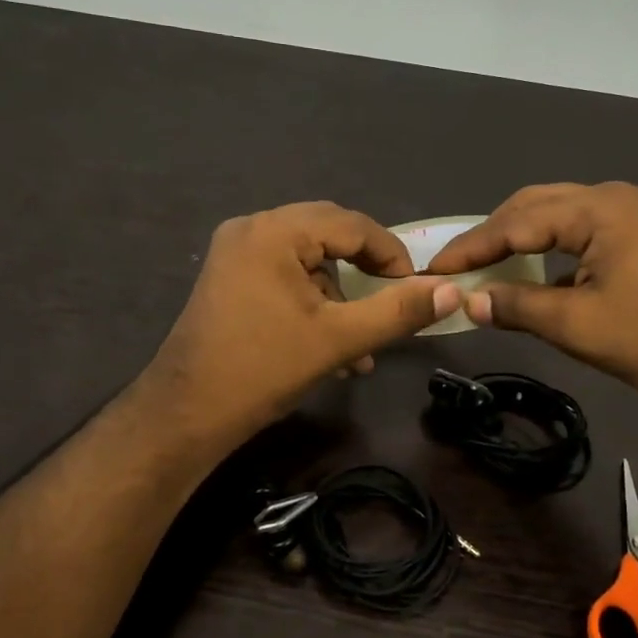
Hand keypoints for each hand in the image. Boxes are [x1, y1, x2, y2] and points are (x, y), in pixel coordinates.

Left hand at [145, 202, 461, 444]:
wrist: (187, 413)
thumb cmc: (263, 369)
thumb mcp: (339, 339)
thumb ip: (398, 311)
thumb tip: (450, 292)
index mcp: (274, 232)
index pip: (351, 224)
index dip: (391, 254)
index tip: (415, 289)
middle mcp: (251, 229)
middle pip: (327, 236)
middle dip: (364, 274)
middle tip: (392, 303)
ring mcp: (234, 254)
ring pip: (306, 261)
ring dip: (339, 298)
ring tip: (362, 346)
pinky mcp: (228, 280)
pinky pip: (283, 277)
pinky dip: (312, 304)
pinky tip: (330, 348)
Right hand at [427, 182, 637, 402]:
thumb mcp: (580, 326)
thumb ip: (519, 307)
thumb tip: (470, 302)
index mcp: (598, 210)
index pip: (516, 222)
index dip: (470, 248)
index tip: (433, 270)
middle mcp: (614, 198)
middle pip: (535, 206)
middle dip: (493, 236)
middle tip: (458, 268)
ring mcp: (635, 214)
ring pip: (560, 217)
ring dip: (522, 241)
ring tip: (489, 269)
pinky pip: (583, 232)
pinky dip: (552, 250)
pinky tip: (538, 275)